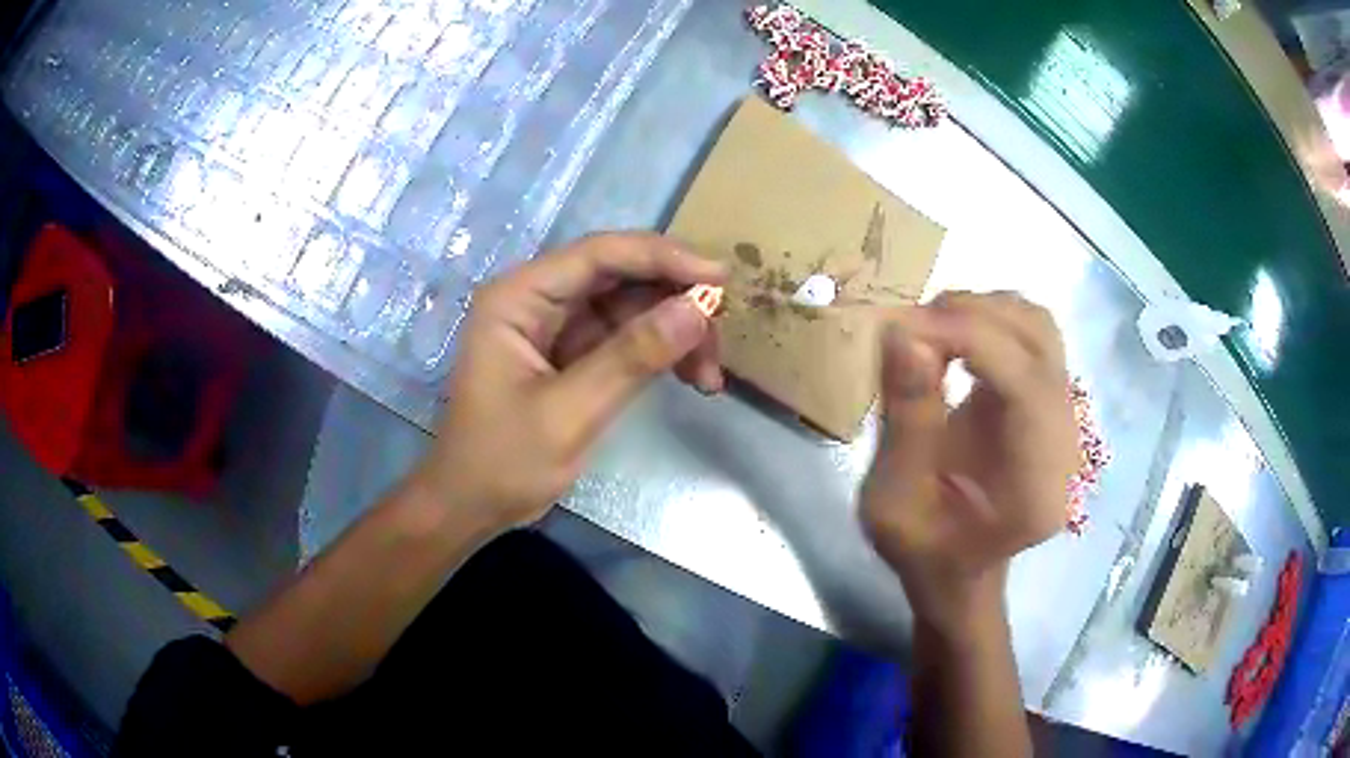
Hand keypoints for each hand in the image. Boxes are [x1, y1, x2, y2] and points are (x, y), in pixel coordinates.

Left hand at [413, 233, 725, 528]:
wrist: (472, 505)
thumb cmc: (503, 461)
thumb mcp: (569, 413)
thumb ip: (632, 358)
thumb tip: (698, 310)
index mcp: (519, 297)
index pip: (599, 254)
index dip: (663, 257)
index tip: (720, 280)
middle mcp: (538, 298)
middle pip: (621, 276)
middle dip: (675, 301)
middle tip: (720, 336)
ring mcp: (557, 325)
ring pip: (631, 306)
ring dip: (675, 332)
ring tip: (709, 375)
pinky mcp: (573, 353)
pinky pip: (626, 337)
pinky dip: (660, 353)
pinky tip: (691, 378)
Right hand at [860, 292, 1077, 636]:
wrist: (958, 568)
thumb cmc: (924, 549)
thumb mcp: (893, 501)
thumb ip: (906, 419)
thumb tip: (902, 332)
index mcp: (1037, 486)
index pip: (1026, 383)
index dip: (970, 339)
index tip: (904, 327)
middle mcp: (1066, 443)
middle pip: (1039, 341)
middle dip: (972, 316)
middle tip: (907, 326)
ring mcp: (1064, 418)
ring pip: (1038, 327)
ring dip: (982, 311)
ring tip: (927, 328)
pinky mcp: (1048, 400)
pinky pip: (1030, 336)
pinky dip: (989, 321)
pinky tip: (951, 338)